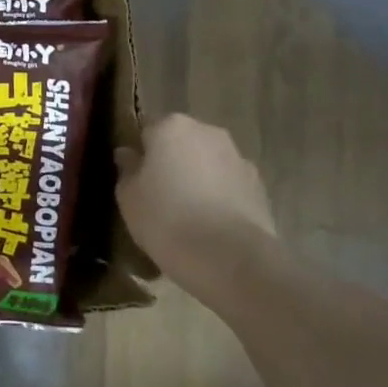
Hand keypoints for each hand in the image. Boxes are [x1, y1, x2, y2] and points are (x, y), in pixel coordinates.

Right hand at [116, 115, 276, 282]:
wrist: (230, 259)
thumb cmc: (166, 219)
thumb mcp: (128, 197)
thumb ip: (127, 170)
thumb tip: (129, 155)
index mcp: (171, 127)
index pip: (147, 131)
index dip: (140, 155)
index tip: (136, 180)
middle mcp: (208, 132)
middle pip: (181, 143)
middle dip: (172, 163)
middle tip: (159, 196)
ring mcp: (238, 158)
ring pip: (208, 163)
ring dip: (198, 179)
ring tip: (187, 215)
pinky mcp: (260, 187)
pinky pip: (229, 185)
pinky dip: (220, 197)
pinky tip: (211, 226)